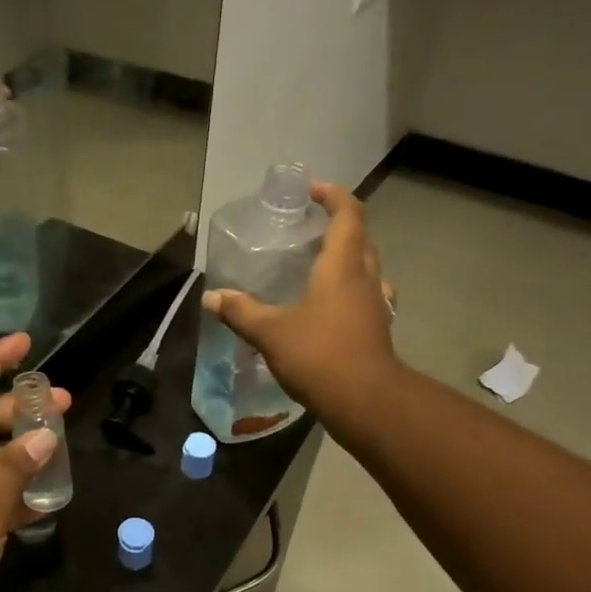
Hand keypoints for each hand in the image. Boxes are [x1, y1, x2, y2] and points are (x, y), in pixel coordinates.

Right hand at [202, 182, 397, 421]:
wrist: (365, 401)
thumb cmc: (319, 355)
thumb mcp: (270, 332)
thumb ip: (241, 312)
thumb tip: (211, 298)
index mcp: (343, 266)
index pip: (349, 214)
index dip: (334, 196)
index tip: (312, 190)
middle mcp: (366, 278)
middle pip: (361, 238)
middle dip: (339, 226)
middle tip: (310, 228)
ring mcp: (377, 304)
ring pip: (368, 268)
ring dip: (349, 258)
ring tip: (320, 265)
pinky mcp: (378, 329)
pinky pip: (367, 295)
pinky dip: (351, 289)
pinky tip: (331, 307)